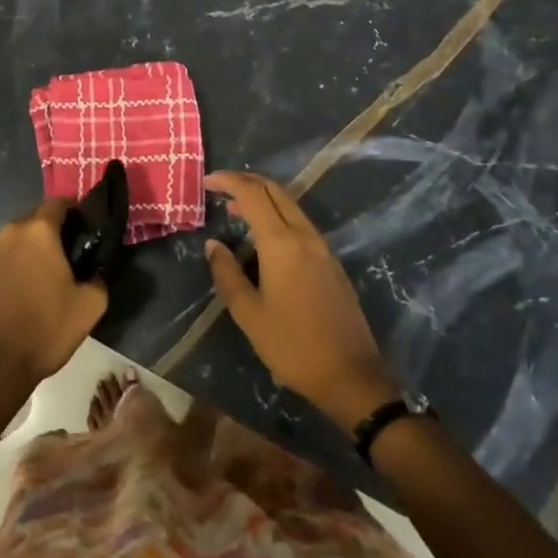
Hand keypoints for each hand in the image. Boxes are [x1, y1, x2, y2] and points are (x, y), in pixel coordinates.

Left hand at [0, 198, 107, 402]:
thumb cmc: (45, 330)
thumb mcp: (89, 307)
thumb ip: (98, 278)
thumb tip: (94, 272)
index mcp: (38, 232)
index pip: (59, 203)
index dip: (74, 212)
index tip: (85, 230)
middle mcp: (9, 234)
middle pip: (34, 221)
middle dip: (51, 233)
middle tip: (66, 258)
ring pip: (14, 243)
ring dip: (28, 253)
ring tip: (41, 281)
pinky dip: (10, 271)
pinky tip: (18, 297)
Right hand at [204, 170, 402, 427]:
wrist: (351, 375)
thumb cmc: (293, 346)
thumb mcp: (249, 314)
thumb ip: (227, 274)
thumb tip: (213, 244)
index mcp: (282, 243)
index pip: (252, 194)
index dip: (228, 181)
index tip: (207, 182)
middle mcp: (305, 235)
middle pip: (275, 190)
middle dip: (246, 181)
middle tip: (221, 188)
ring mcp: (322, 247)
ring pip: (290, 205)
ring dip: (263, 198)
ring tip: (237, 211)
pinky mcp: (331, 262)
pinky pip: (300, 223)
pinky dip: (278, 215)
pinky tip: (264, 237)